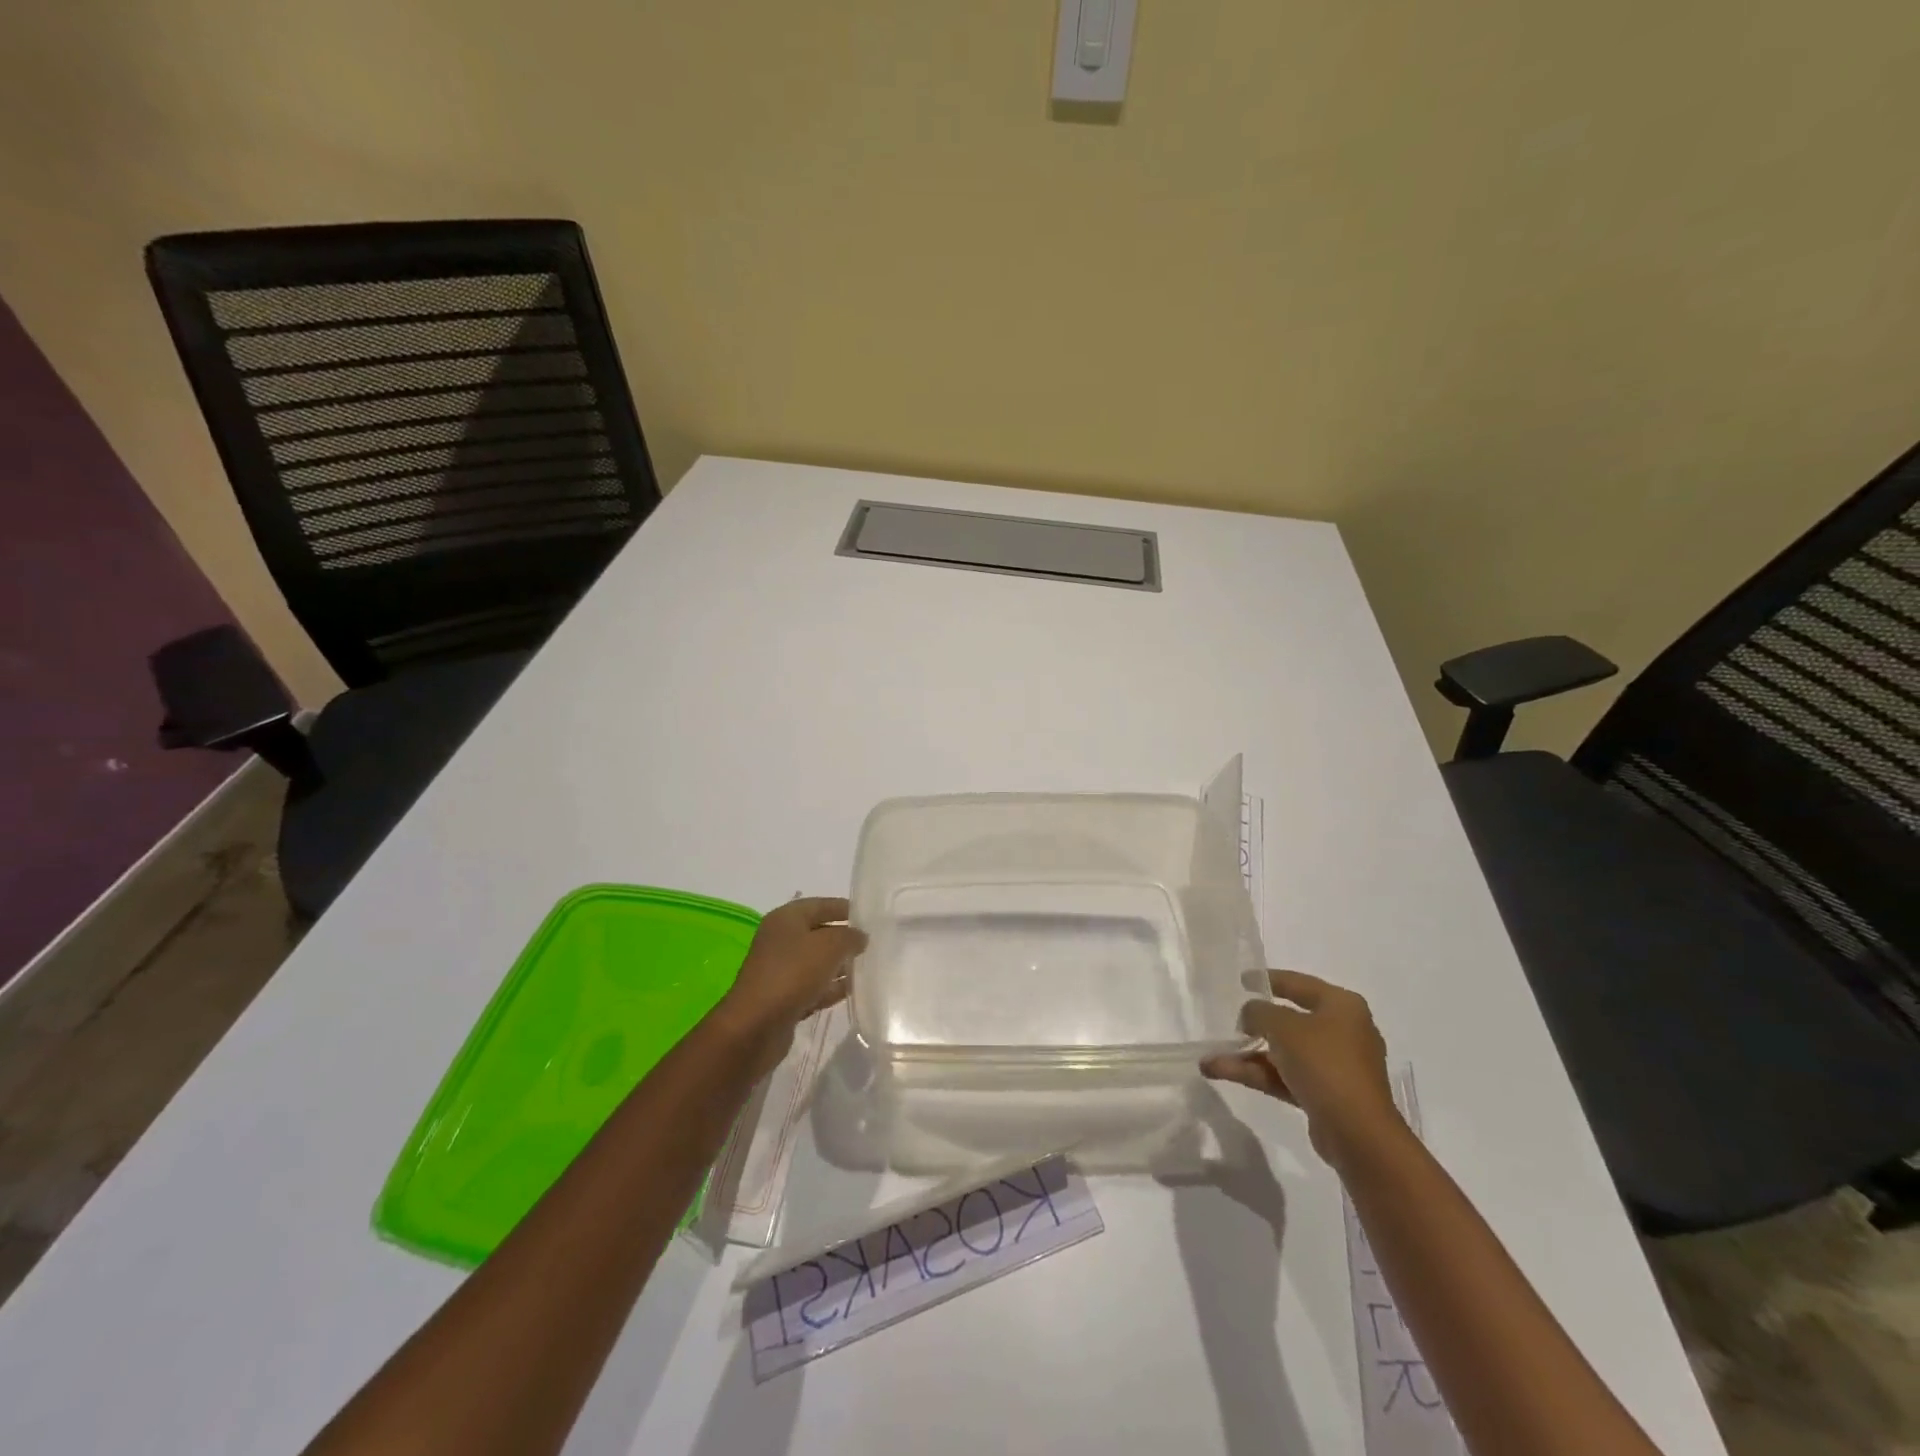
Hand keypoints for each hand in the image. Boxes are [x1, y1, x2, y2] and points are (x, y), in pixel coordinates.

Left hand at [715, 897, 865, 1072]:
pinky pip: (813, 987)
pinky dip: (831, 988)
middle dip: (845, 938)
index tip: (871, 916)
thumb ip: (849, 937)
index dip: (845, 908)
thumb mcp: (829, 946)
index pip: (821, 905)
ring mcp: (781, 970)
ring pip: (817, 962)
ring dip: (840, 965)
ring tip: (869, 967)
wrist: (756, 1027)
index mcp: (786, 919)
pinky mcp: (784, 998)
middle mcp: (781, 940)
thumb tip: (860, 937)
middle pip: (819, 933)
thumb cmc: (793, 974)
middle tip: (874, 944)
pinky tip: (853, 991)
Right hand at [1201, 970, 1402, 1166]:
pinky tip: (1221, 1072)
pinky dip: (1257, 1074)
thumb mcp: (1283, 1026)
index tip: (1242, 981)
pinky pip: (1286, 1076)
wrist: (1358, 1134)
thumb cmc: (1324, 1063)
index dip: (1269, 979)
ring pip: (1284, 1052)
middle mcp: (1343, 1031)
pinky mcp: (1326, 1095)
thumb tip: (1250, 1015)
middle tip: (1231, 1022)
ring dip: (1248, 1055)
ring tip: (1210, 1058)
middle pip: (1291, 1020)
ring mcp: (1335, 1066)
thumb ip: (1258, 1012)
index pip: (1299, 984)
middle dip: (1256, 1024)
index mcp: (1342, 1006)